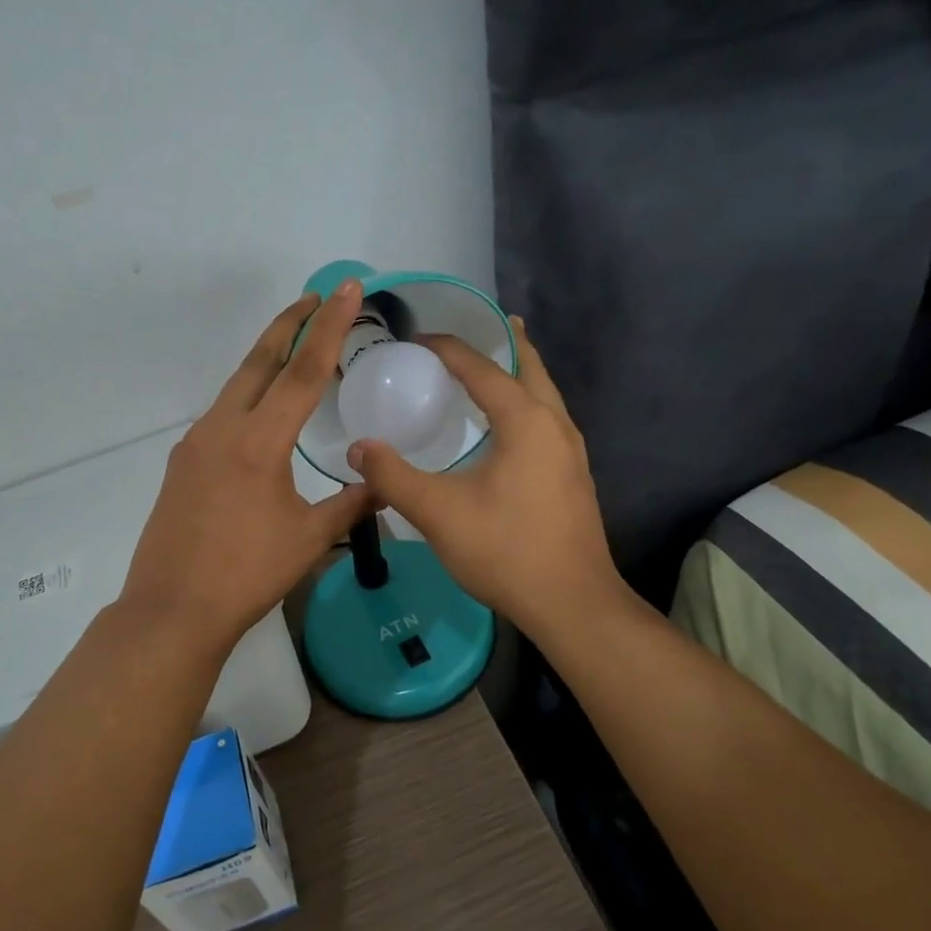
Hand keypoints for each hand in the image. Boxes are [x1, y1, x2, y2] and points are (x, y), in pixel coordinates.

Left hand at [118, 282, 375, 655]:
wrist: (172, 609)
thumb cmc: (247, 574)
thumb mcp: (309, 539)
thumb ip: (349, 504)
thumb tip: (381, 485)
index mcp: (258, 441)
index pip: (303, 371)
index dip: (328, 328)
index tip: (343, 290)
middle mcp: (222, 428)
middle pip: (260, 361)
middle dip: (289, 325)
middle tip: (315, 298)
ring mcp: (195, 443)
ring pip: (237, 386)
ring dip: (267, 360)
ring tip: (295, 348)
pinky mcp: (182, 462)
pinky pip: (222, 414)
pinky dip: (248, 397)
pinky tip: (262, 414)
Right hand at [347, 318, 622, 643]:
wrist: (572, 604)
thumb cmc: (506, 550)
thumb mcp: (438, 512)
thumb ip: (392, 477)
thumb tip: (358, 448)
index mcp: (525, 421)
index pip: (481, 368)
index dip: (447, 348)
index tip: (416, 339)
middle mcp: (555, 425)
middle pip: (529, 367)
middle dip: (504, 342)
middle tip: (477, 326)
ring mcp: (570, 451)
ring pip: (544, 394)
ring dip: (519, 372)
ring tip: (493, 364)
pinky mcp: (573, 476)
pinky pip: (547, 419)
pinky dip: (526, 402)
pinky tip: (507, 425)